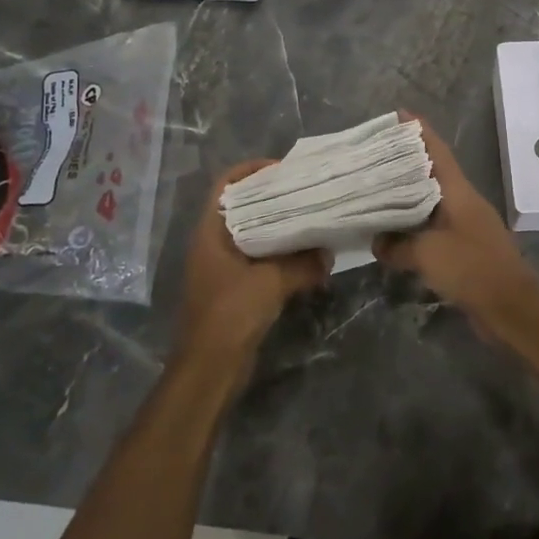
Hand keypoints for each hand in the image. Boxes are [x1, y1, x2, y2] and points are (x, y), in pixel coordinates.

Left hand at [175, 160, 329, 369]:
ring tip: (309, 217)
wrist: (209, 369)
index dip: (251, 170)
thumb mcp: (272, 282)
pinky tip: (304, 255)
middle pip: (242, 207)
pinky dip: (278, 253)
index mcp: (211, 232)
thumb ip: (302, 264)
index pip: (226, 185)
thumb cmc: (231, 314)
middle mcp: (212, 244)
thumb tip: (328, 252)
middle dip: (271, 197)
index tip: (283, 168)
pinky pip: (258, 258)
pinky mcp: (233, 288)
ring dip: (277, 227)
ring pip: (251, 234)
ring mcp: (221, 267)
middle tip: (304, 191)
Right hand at [373, 114, 536, 318]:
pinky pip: (434, 228)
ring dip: (409, 195)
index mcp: (458, 192)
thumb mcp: (427, 254)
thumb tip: (376, 241)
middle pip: (433, 173)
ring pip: (432, 201)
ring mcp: (467, 225)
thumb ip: (398, 245)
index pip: (437, 151)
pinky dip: (415, 225)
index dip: (420, 131)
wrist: (511, 308)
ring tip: (379, 190)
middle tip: (376, 154)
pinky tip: (395, 233)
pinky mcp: (466, 249)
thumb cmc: (472, 268)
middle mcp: (464, 202)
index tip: (400, 114)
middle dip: (407, 161)